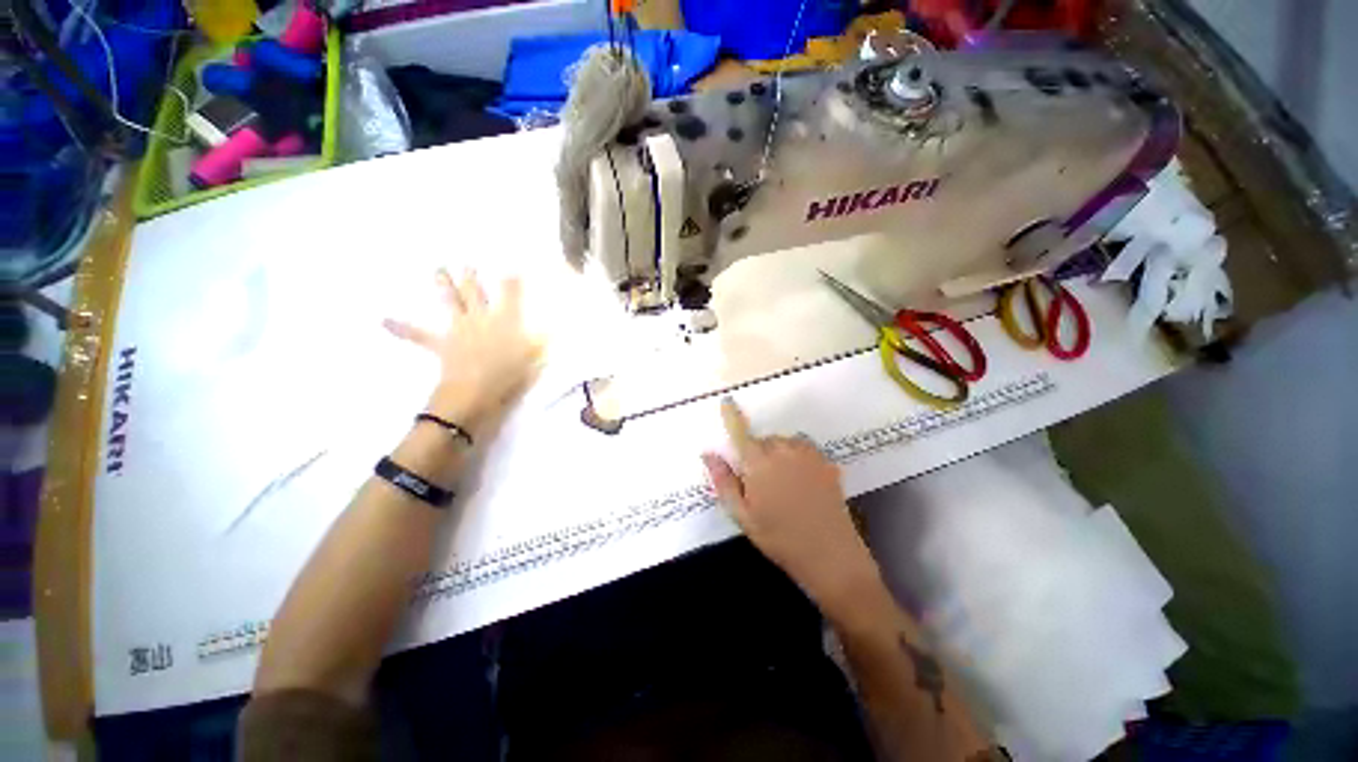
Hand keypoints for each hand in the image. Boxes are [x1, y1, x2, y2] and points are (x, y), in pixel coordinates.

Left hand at [384, 269, 542, 436]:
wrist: (475, 392)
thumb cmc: (510, 376)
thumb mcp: (534, 358)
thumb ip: (542, 341)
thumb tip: (554, 327)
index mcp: (506, 321)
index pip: (511, 296)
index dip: (511, 281)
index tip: (511, 266)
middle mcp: (481, 318)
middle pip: (475, 292)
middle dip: (471, 276)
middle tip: (467, 262)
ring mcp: (459, 329)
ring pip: (451, 302)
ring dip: (443, 285)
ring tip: (438, 270)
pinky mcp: (442, 344)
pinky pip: (419, 335)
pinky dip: (402, 328)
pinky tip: (384, 320)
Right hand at [702, 398, 883, 619]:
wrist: (832, 556)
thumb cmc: (780, 537)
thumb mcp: (743, 516)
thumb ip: (723, 481)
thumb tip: (708, 454)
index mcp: (758, 462)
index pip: (740, 431)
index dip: (732, 415)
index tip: (727, 400)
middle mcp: (783, 449)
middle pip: (762, 441)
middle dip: (756, 455)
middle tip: (760, 486)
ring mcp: (807, 453)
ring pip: (782, 443)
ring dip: (777, 455)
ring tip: (783, 487)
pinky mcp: (825, 460)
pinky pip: (801, 449)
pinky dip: (795, 457)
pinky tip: (801, 483)